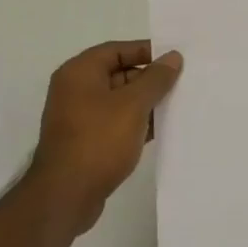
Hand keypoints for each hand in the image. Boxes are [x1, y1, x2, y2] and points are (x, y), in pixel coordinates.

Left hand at [28, 40, 182, 239]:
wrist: (66, 196)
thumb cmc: (99, 141)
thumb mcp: (133, 105)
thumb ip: (155, 78)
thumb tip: (173, 57)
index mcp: (79, 72)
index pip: (116, 50)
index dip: (146, 51)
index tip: (175, 59)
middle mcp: (75, 90)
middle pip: (118, 73)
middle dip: (149, 79)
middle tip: (181, 84)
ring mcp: (78, 117)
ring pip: (119, 100)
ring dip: (145, 103)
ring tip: (177, 106)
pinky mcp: (85, 141)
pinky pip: (115, 123)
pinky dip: (135, 123)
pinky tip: (160, 130)